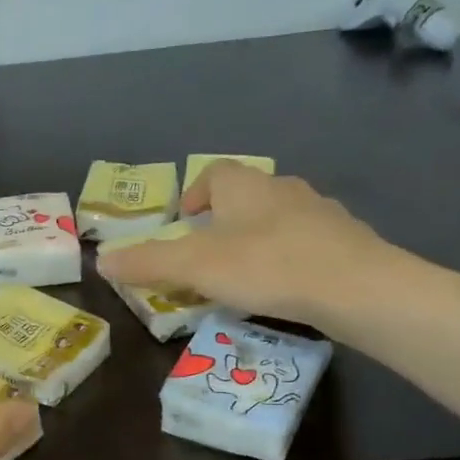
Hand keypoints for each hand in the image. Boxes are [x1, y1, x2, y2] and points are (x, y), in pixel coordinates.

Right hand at [95, 163, 406, 329]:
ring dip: (258, 238)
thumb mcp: (195, 266)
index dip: (195, 192)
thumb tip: (101, 260)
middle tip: (208, 252)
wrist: (358, 288)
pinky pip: (307, 242)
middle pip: (247, 194)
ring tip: (245, 274)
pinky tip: (286, 288)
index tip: (184, 220)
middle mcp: (284, 189)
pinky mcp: (348, 242)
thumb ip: (147, 262)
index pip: (215, 171)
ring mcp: (321, 213)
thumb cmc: (267, 266)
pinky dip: (290, 257)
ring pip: (279, 218)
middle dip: (224, 219)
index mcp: (246, 186)